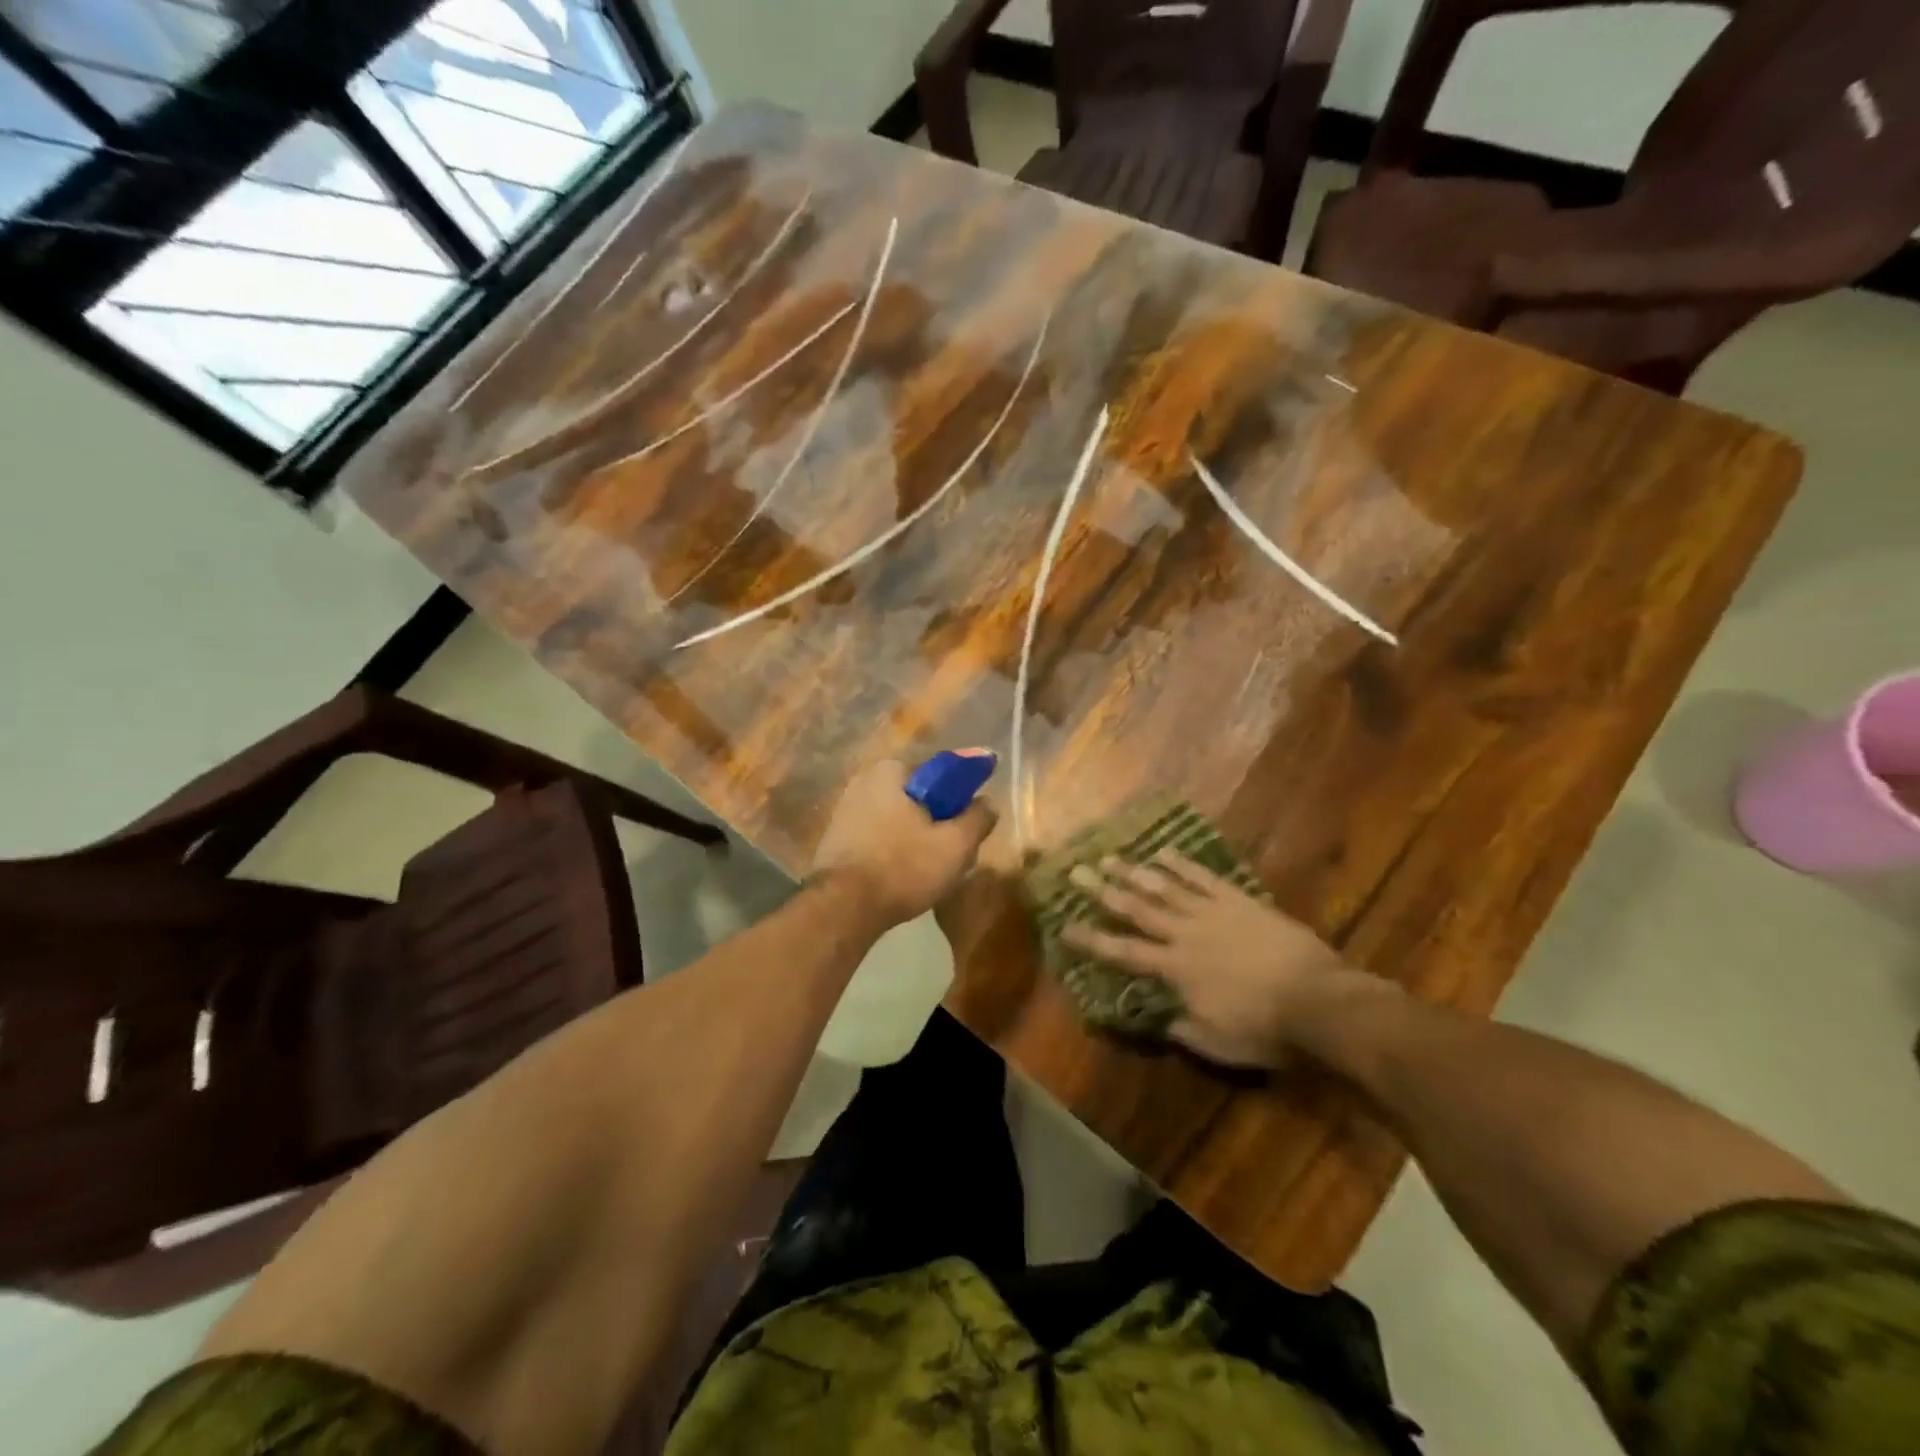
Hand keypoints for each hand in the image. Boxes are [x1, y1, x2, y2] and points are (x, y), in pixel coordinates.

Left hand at [811, 760, 997, 926]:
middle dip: (940, 820)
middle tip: (957, 851)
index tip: (974, 820)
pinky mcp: (836, 839)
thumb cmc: (903, 867)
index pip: (940, 773)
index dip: (963, 796)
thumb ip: (978, 818)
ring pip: (899, 820)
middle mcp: (864, 781)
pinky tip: (905, 876)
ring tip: (933, 870)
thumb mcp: (956, 845)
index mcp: (891, 770)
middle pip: (919, 798)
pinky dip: (895, 850)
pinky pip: (879, 837)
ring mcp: (845, 810)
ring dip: (918, 838)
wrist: (842, 908)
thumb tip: (988, 802)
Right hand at [1060, 852, 1376, 1067]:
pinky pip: (1204, 878)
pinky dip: (1182, 864)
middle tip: (1076, 872)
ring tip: (1109, 857)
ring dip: (1134, 872)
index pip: (1124, 952)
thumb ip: (1184, 1028)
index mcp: (1176, 969)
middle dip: (1103, 891)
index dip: (1093, 940)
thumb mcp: (1218, 1043)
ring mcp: (1212, 913)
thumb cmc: (1266, 1028)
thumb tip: (1160, 1017)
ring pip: (1165, 887)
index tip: (1065, 927)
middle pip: (1137, 909)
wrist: (1318, 999)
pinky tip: (1164, 851)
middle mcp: (1185, 934)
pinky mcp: (1239, 901)